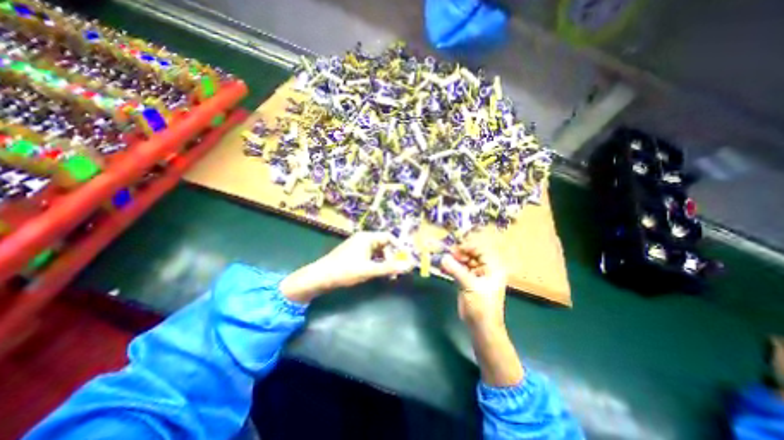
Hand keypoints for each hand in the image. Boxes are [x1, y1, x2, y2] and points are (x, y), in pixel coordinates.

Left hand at [282, 232, 415, 303]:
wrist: (320, 277)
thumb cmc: (345, 271)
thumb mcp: (369, 270)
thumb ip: (389, 268)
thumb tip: (409, 266)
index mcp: (367, 237)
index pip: (389, 237)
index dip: (399, 247)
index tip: (405, 259)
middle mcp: (363, 239)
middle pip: (384, 244)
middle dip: (392, 257)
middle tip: (396, 271)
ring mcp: (357, 246)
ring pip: (377, 251)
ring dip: (384, 261)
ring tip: (388, 274)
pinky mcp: (353, 253)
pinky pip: (370, 256)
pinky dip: (376, 263)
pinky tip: (376, 273)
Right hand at [440, 243, 518, 386]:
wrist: (481, 327)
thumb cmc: (481, 306)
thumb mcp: (469, 285)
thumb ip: (456, 270)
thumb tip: (443, 257)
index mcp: (492, 269)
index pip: (480, 251)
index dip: (468, 248)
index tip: (454, 248)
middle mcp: (485, 270)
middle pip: (471, 256)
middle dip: (459, 254)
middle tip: (446, 254)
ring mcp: (475, 276)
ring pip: (464, 263)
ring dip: (453, 261)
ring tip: (442, 259)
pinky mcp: (467, 282)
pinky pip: (459, 271)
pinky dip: (451, 269)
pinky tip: (442, 267)